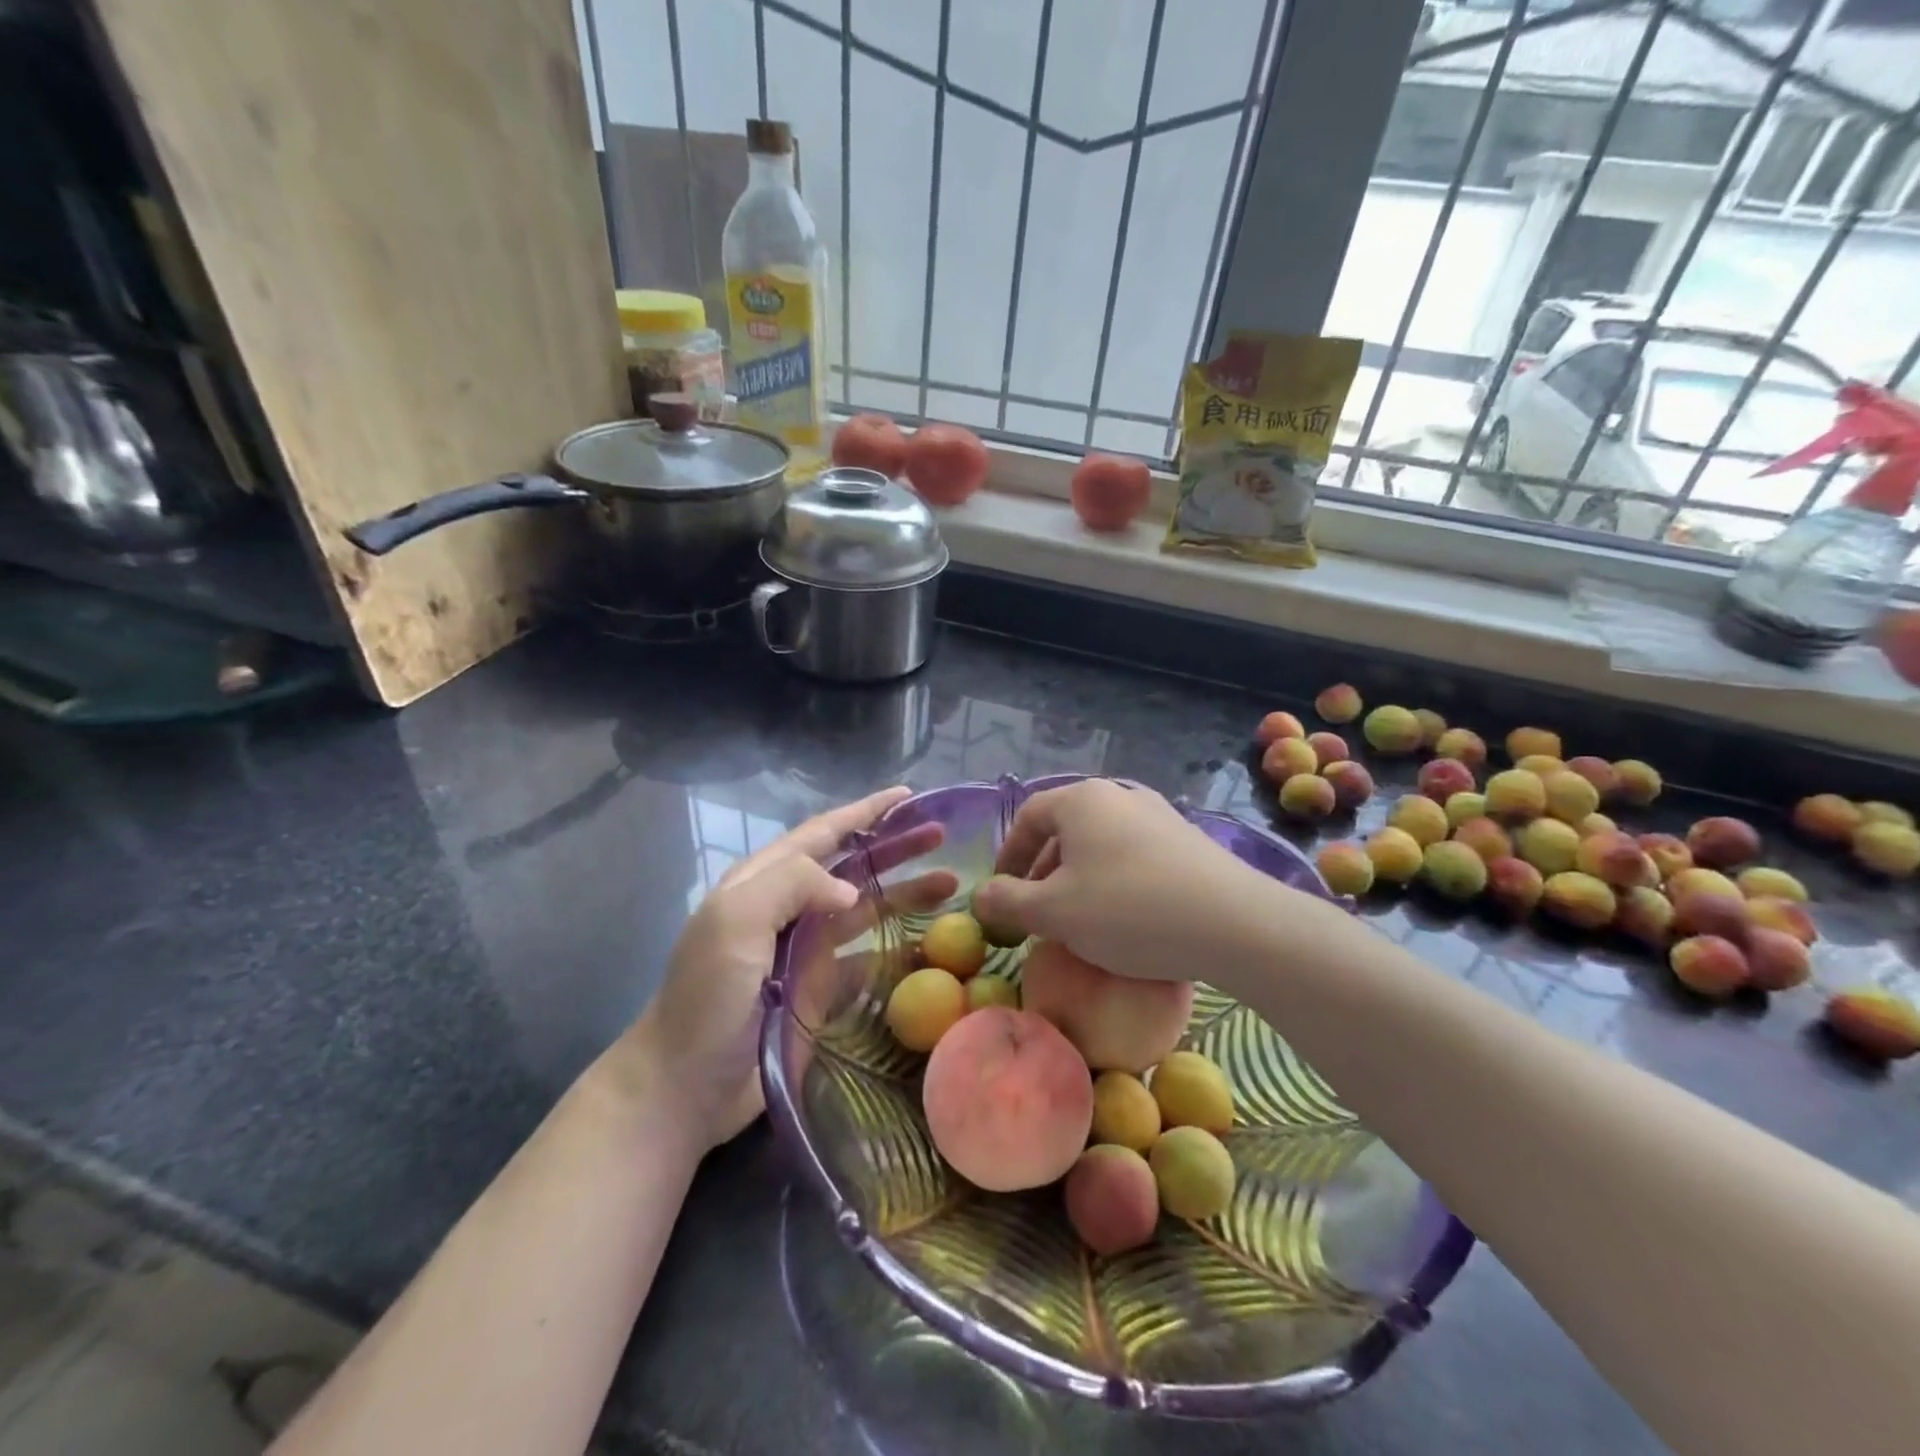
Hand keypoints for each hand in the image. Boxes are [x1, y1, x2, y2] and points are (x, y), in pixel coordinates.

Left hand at [622, 786, 953, 1151]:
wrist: (682, 1086)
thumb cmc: (706, 997)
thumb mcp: (735, 921)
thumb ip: (791, 884)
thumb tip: (850, 890)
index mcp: (764, 881)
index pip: (823, 833)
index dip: (865, 811)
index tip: (909, 796)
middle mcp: (788, 909)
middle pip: (852, 867)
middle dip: (895, 847)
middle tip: (943, 837)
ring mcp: (804, 952)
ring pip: (865, 911)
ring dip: (904, 894)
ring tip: (951, 886)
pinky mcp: (817, 991)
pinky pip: (866, 961)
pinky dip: (897, 950)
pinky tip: (930, 948)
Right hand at [974, 779, 1286, 989]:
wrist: (1234, 923)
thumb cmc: (1128, 910)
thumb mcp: (1054, 912)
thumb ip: (1009, 901)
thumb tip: (981, 894)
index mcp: (1081, 800)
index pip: (1029, 816)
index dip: (1008, 854)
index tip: (1002, 891)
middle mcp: (1120, 795)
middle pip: (1066, 828)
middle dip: (1043, 869)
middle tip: (1037, 910)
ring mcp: (1159, 814)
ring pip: (1101, 843)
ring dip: (1079, 877)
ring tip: (1078, 917)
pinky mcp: (1188, 840)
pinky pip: (1134, 855)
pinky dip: (1115, 880)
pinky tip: (1125, 918)